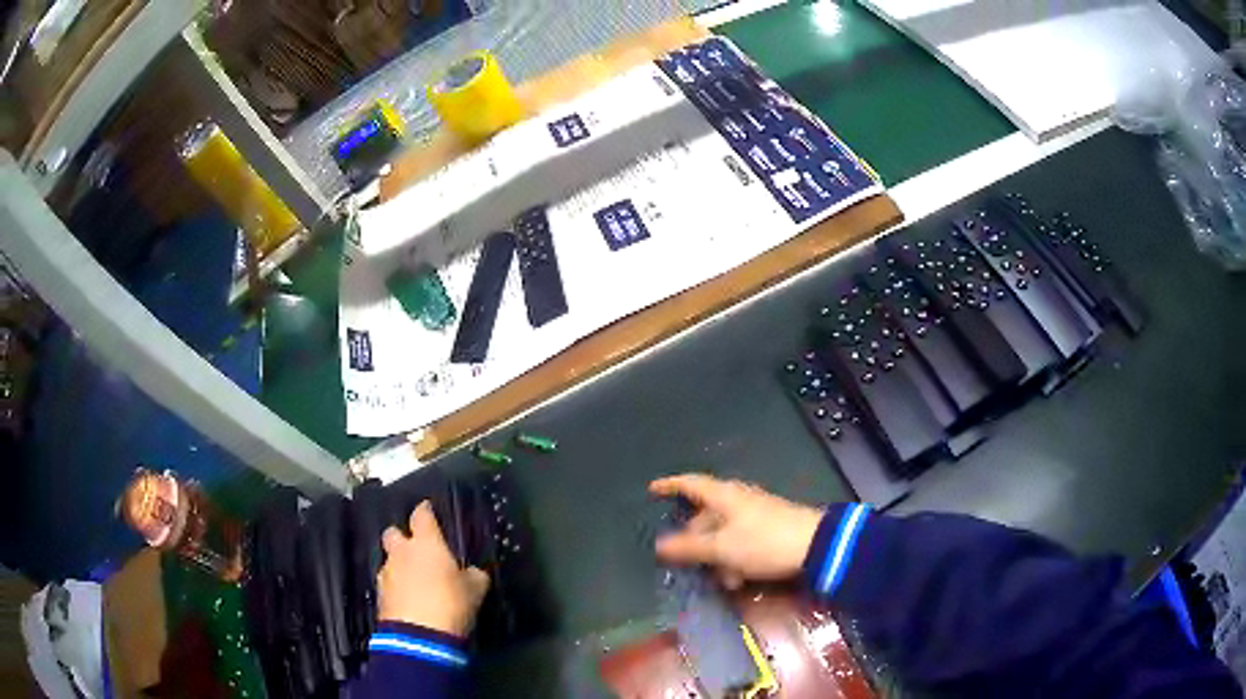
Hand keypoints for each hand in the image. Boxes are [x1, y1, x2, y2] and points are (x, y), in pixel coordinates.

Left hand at [377, 502, 489, 636]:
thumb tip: (472, 572)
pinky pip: (387, 583)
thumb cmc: (451, 604)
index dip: (425, 511)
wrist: (419, 636)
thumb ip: (473, 575)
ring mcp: (387, 573)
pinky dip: (396, 587)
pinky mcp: (379, 595)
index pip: (421, 515)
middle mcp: (402, 552)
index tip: (428, 510)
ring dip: (399, 566)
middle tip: (415, 549)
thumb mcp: (475, 590)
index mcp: (426, 544)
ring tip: (414, 581)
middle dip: (401, 537)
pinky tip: (408, 598)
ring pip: (389, 560)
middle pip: (393, 532)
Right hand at [650, 473, 822, 589]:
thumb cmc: (763, 543)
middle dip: (695, 540)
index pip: (691, 484)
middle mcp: (739, 500)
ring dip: (718, 557)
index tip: (653, 489)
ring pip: (724, 534)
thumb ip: (690, 548)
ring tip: (721, 580)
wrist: (816, 547)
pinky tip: (739, 580)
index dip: (671, 485)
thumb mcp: (721, 548)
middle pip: (706, 515)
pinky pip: (741, 543)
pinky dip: (735, 559)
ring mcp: (756, 514)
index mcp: (724, 496)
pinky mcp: (770, 530)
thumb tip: (659, 546)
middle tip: (685, 559)